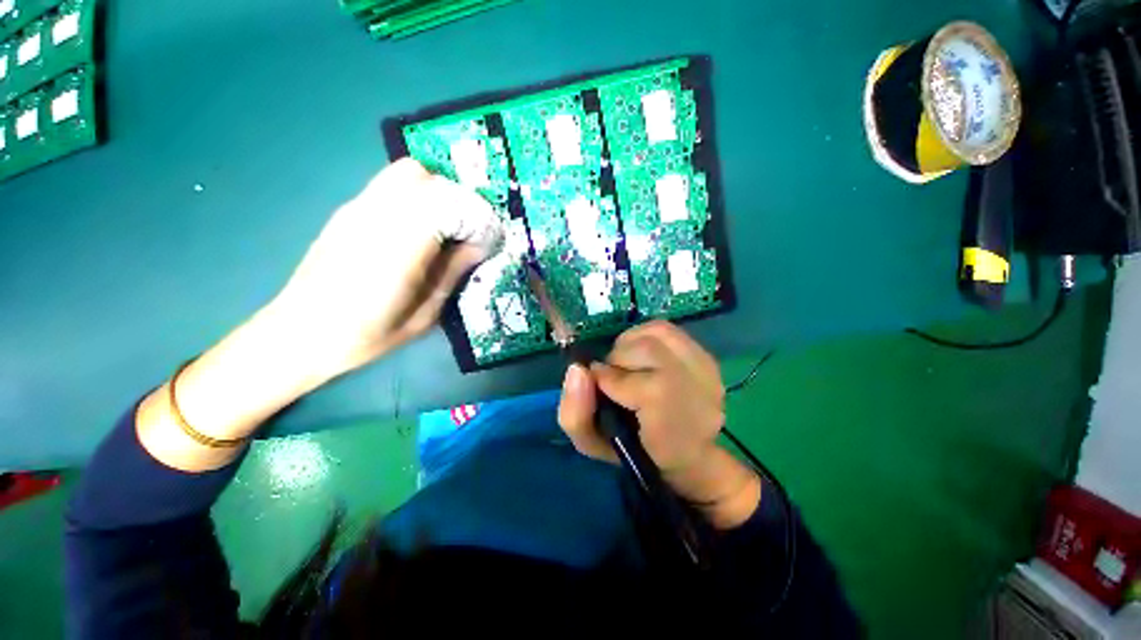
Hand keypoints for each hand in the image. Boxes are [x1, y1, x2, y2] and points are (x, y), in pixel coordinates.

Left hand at [268, 158, 503, 378]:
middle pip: (428, 179)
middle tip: (468, 235)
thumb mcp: (424, 314)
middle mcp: (376, 216)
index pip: (449, 205)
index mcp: (398, 247)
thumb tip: (478, 246)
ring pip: (408, 173)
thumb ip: (452, 272)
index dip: (477, 220)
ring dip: (437, 195)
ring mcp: (358, 208)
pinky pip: (391, 185)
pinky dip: (417, 196)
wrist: (299, 333)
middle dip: (459, 203)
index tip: (488, 243)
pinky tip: (418, 228)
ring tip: (445, 229)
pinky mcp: (349, 210)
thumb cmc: (366, 334)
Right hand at [558, 321, 760, 527]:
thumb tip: (578, 369)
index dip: (611, 380)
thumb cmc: (634, 450)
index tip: (598, 386)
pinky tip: (640, 354)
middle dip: (618, 358)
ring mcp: (707, 371)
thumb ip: (575, 413)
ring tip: (624, 363)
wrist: (683, 450)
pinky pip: (667, 330)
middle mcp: (700, 396)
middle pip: (650, 350)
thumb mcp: (592, 444)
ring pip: (658, 333)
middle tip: (611, 375)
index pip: (646, 388)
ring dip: (629, 343)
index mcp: (675, 432)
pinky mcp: (705, 355)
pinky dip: (643, 335)